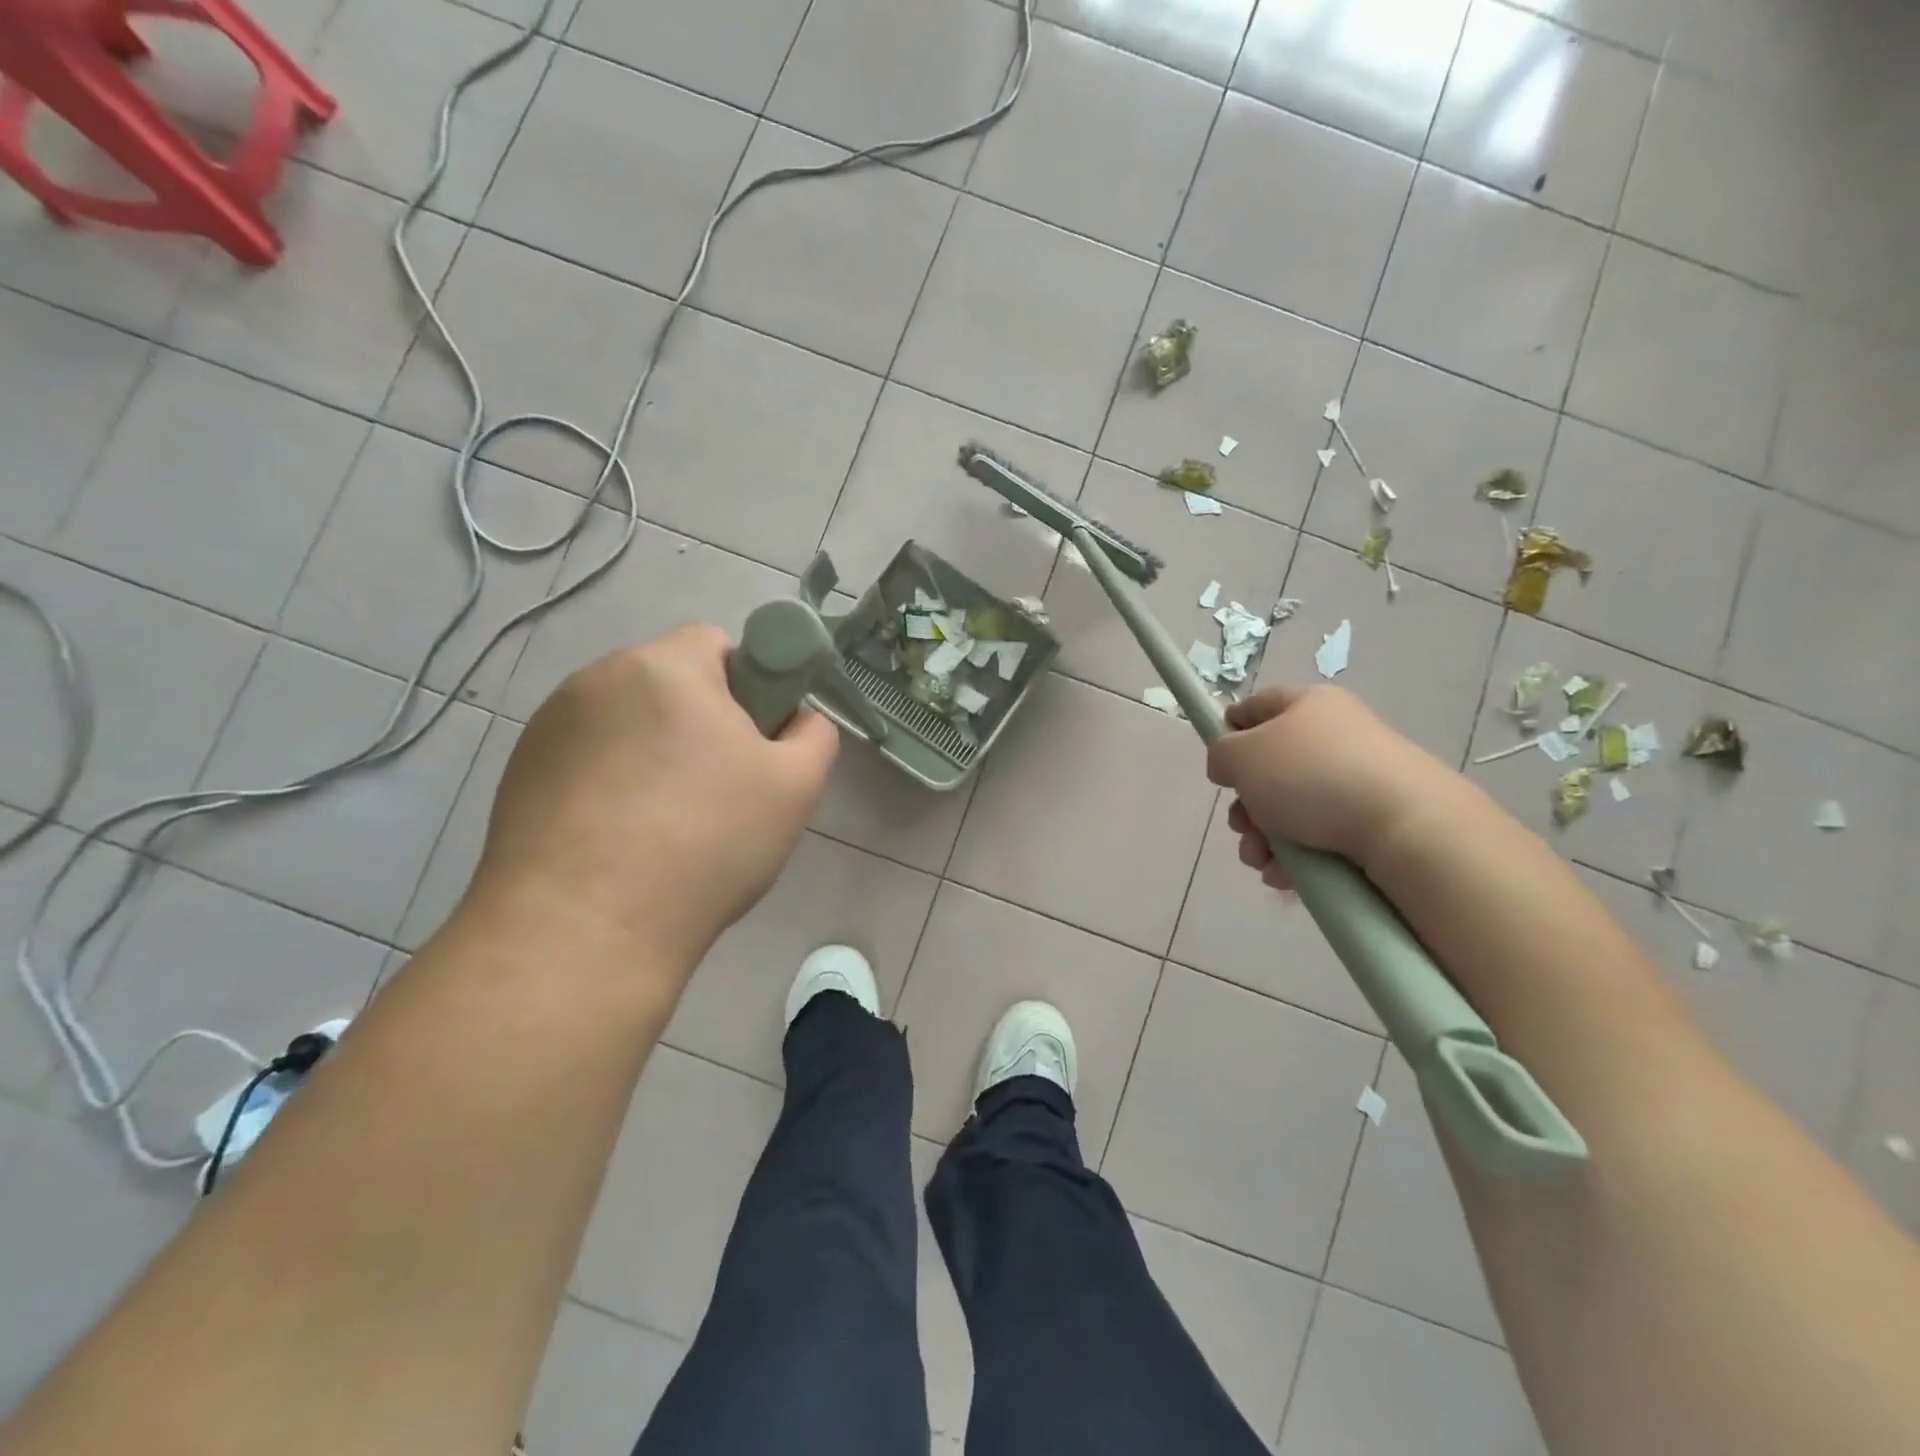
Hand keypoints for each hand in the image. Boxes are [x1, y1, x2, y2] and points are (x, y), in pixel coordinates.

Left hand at [469, 624, 838, 971]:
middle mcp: (599, 678)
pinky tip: (619, 840)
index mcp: (667, 666)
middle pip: (669, 682)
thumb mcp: (796, 788)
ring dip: (652, 752)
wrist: (584, 928)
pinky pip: (586, 758)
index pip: (717, 644)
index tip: (751, 747)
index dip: (748, 688)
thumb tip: (794, 720)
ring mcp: (550, 725)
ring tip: (663, 825)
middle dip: (699, 723)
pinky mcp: (520, 771)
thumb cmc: (706, 843)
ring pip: (627, 722)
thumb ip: (814, 735)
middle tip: (717, 791)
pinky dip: (609, 783)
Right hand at [1206, 685, 1453, 888]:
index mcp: (1308, 705)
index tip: (1217, 762)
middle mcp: (1335, 736)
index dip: (1230, 729)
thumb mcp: (1241, 755)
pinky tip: (1285, 875)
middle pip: (1270, 768)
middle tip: (1240, 827)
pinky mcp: (1373, 820)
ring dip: (1263, 838)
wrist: (1404, 826)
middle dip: (1245, 805)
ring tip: (1261, 861)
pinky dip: (1295, 856)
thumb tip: (1230, 764)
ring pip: (1290, 809)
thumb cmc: (1310, 776)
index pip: (1258, 705)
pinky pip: (1318, 836)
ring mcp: (1357, 779)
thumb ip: (1221, 753)